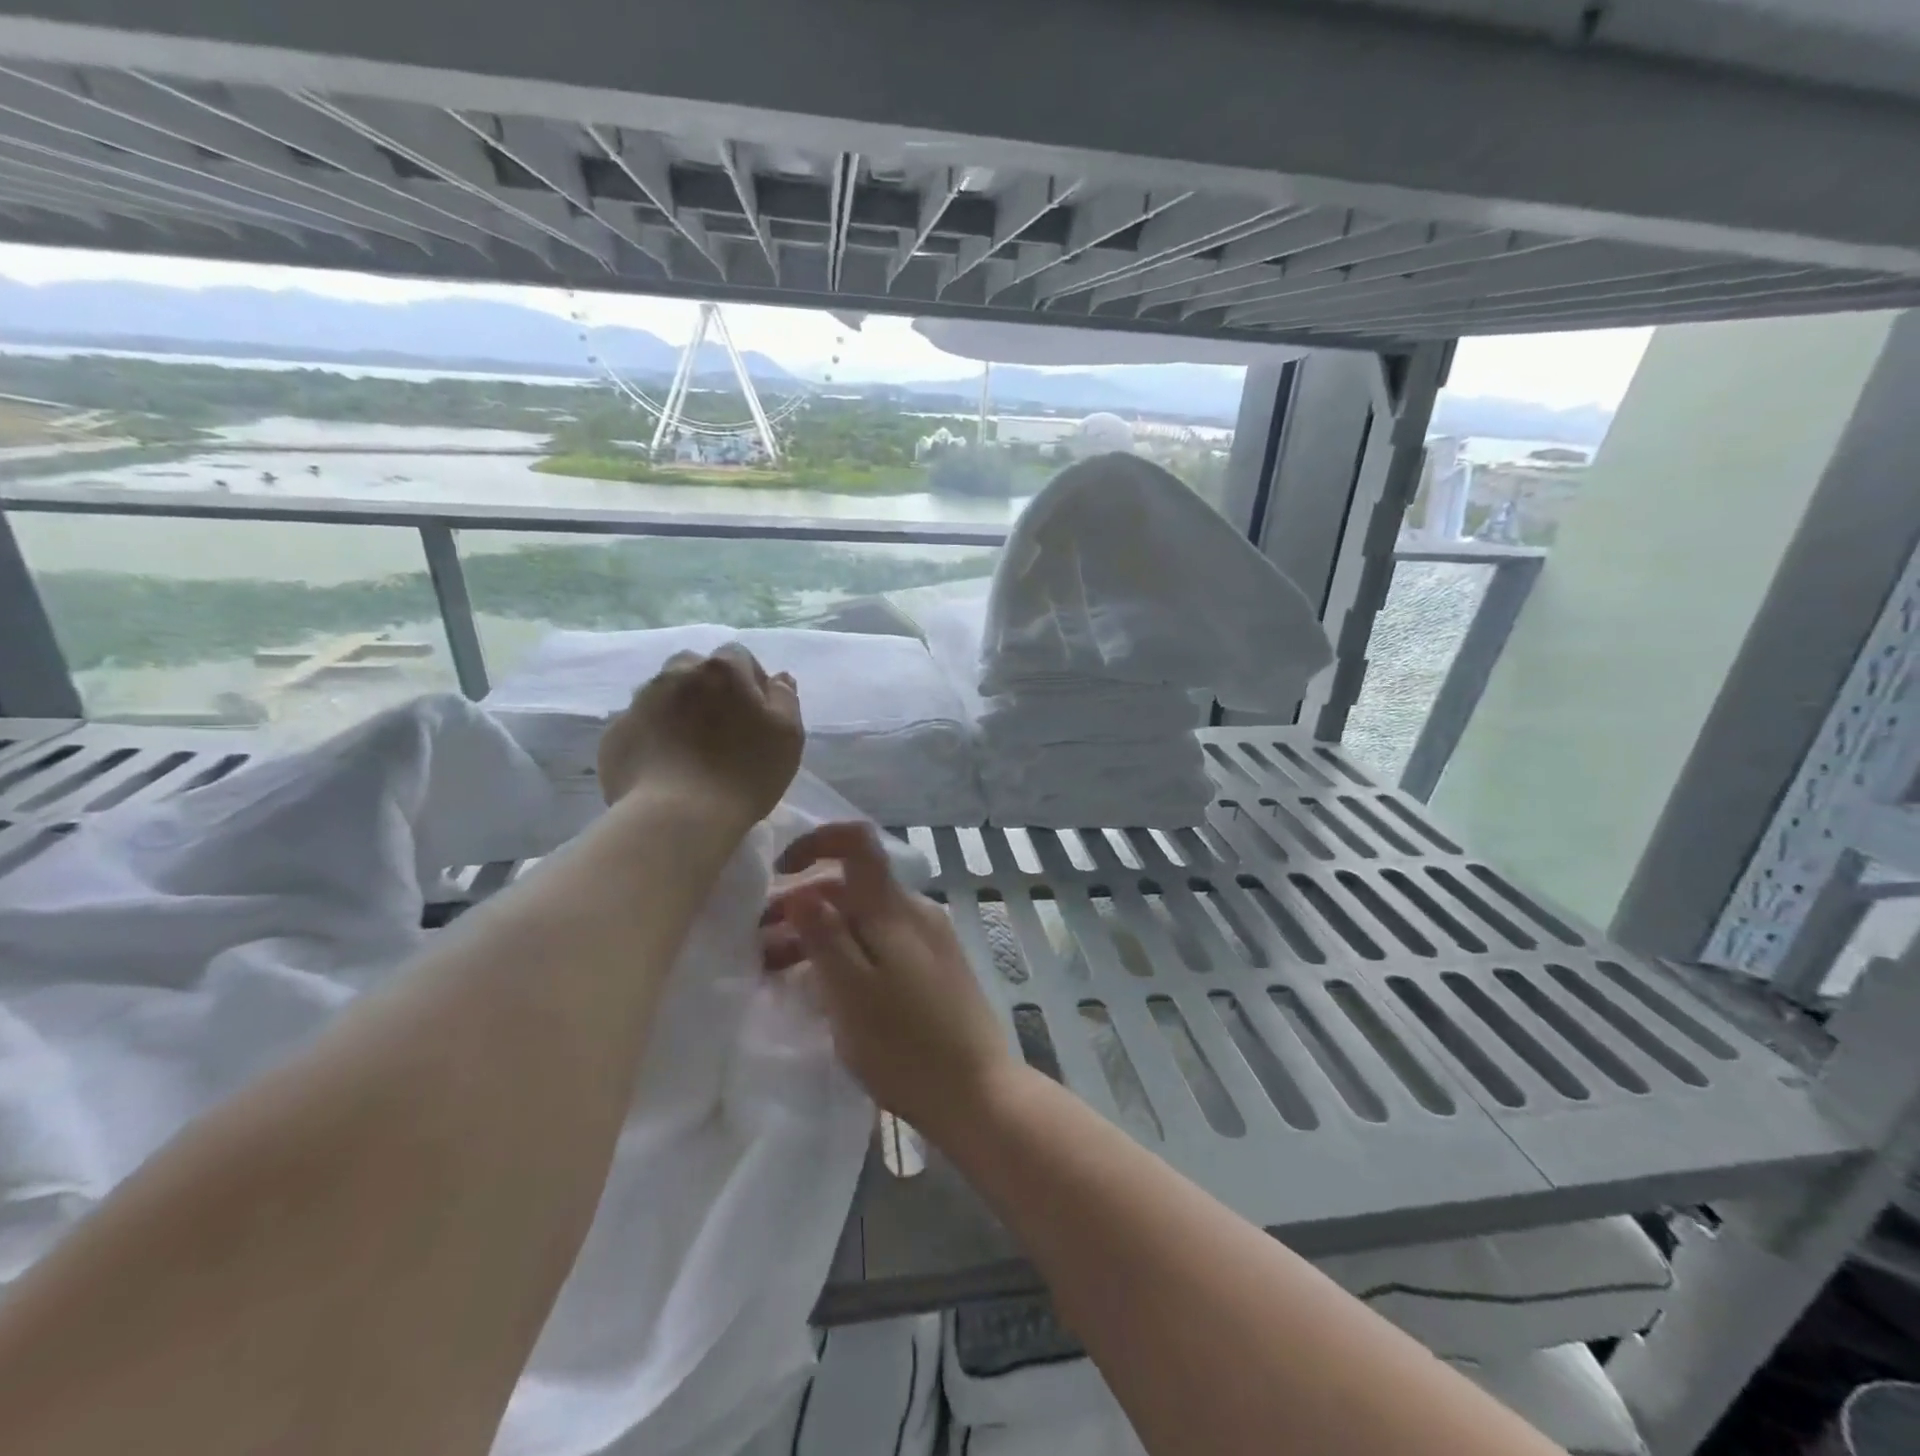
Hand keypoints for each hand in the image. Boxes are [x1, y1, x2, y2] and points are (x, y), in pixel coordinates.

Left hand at [597, 643, 802, 828]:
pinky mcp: (615, 734)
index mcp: (722, 671)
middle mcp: (676, 675)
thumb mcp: (788, 736)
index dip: (750, 680)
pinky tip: (664, 766)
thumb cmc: (744, 773)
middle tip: (721, 725)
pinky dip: (652, 736)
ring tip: (690, 747)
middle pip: (694, 668)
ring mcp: (639, 703)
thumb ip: (785, 699)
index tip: (758, 712)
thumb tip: (779, 678)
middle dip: (708, 687)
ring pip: (662, 693)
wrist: (676, 816)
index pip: (738, 656)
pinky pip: (639, 725)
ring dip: (677, 709)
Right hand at [762, 822, 1015, 1143]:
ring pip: (864, 918)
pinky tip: (822, 985)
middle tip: (758, 941)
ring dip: (820, 933)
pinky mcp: (934, 967)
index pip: (857, 842)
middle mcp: (915, 912)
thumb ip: (824, 936)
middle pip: (852, 887)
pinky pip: (880, 942)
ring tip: (775, 968)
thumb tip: (800, 889)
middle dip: (802, 903)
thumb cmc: (906, 1046)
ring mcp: (928, 939)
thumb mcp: (851, 993)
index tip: (778, 872)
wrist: (978, 1093)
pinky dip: (846, 952)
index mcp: (894, 909)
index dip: (816, 842)